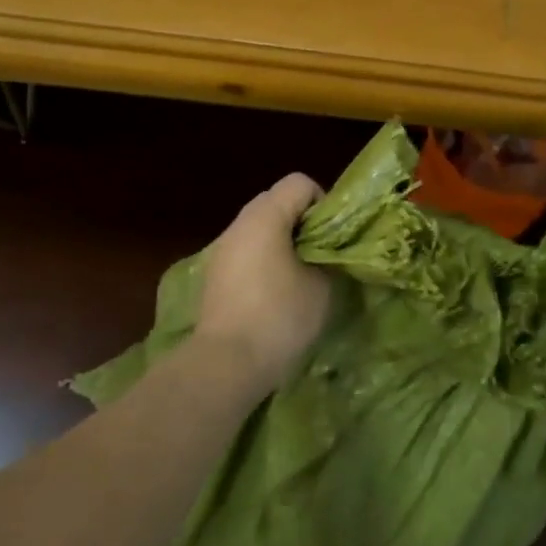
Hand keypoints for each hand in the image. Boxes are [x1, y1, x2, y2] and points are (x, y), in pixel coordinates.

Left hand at [193, 173, 331, 395]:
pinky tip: (274, 292)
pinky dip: (263, 259)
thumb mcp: (322, 286)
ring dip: (282, 241)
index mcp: (265, 217)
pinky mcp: (214, 274)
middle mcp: (239, 224)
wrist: (226, 362)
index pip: (299, 183)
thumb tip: (328, 253)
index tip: (332, 237)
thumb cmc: (279, 317)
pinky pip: (246, 250)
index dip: (322, 203)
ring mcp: (222, 249)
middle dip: (302, 221)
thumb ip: (329, 257)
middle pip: (276, 201)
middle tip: (320, 254)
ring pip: (259, 227)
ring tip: (299, 275)